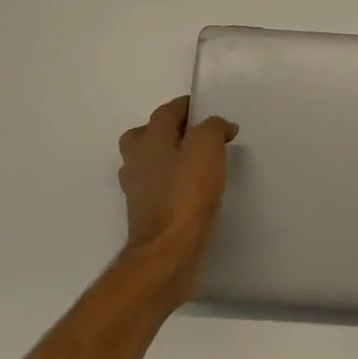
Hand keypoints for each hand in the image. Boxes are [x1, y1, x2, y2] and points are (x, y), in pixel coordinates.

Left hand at [117, 96, 238, 302]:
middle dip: (168, 131)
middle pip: (147, 135)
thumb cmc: (187, 193)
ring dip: (168, 158)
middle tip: (195, 136)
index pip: (166, 112)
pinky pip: (157, 188)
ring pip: (149, 162)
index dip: (188, 107)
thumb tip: (220, 126)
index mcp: (149, 139)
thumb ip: (213, 128)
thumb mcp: (207, 147)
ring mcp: (137, 189)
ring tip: (196, 163)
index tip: (208, 111)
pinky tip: (191, 191)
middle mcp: (137, 160)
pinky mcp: (145, 213)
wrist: (168, 250)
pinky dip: (171, 184)